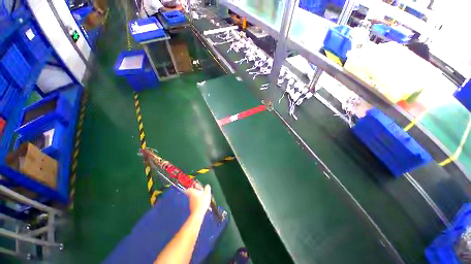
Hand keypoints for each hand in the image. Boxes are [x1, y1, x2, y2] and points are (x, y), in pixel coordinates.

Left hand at [186, 185, 210, 217]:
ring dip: (197, 198)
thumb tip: (207, 185)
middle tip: (201, 192)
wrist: (198, 213)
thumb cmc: (202, 201)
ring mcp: (190, 203)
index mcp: (193, 192)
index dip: (190, 188)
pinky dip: (197, 202)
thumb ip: (207, 188)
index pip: (188, 189)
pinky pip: (194, 203)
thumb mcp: (207, 193)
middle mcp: (190, 197)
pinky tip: (202, 203)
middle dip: (195, 193)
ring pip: (193, 198)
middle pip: (191, 193)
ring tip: (203, 198)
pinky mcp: (192, 208)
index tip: (193, 187)